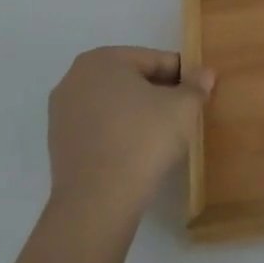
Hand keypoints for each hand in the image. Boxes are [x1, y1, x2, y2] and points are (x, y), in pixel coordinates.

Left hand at [47, 46, 214, 225]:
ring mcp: (62, 113)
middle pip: (132, 79)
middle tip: (185, 113)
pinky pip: (100, 127)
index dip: (183, 76)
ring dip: (139, 113)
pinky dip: (120, 132)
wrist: (97, 203)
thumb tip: (204, 74)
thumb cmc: (143, 140)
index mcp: (102, 59)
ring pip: (115, 104)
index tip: (199, 94)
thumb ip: (196, 85)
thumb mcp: (183, 107)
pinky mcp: (59, 144)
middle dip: (159, 93)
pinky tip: (139, 151)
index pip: (154, 60)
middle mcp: (75, 78)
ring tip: (164, 134)